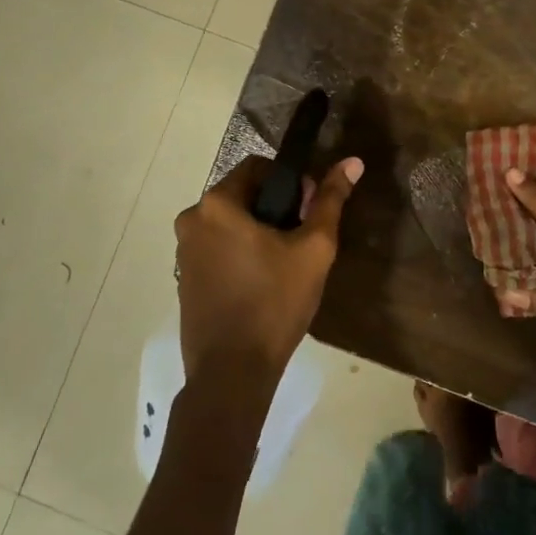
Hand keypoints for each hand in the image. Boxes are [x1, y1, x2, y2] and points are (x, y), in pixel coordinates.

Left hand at [173, 153, 363, 395]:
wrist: (232, 372)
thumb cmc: (275, 303)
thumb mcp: (314, 249)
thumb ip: (331, 200)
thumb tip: (352, 161)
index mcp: (217, 204)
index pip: (258, 167)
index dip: (291, 183)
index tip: (308, 213)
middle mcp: (192, 219)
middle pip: (243, 194)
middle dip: (276, 208)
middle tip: (301, 241)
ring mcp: (183, 251)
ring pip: (230, 222)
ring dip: (258, 231)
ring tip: (284, 264)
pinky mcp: (184, 277)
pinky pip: (217, 247)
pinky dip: (240, 252)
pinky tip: (262, 282)